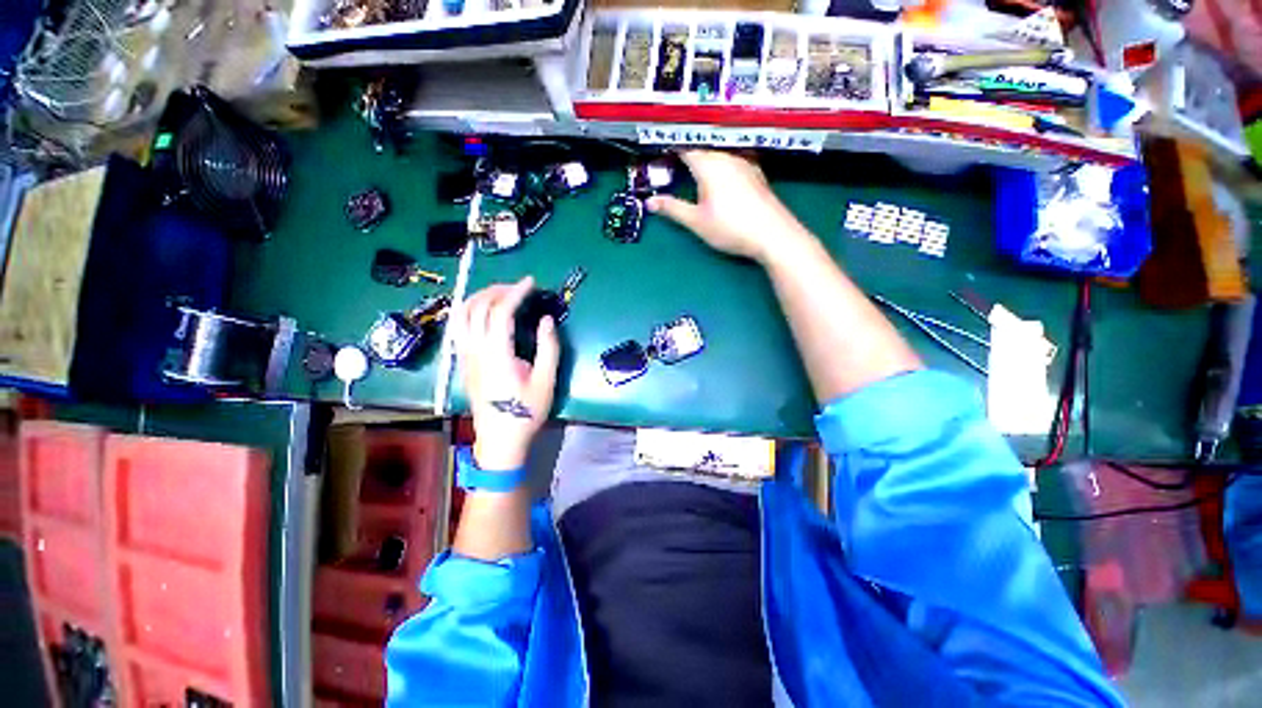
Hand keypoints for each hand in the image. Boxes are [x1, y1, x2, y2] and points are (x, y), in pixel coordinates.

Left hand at [453, 277, 559, 471]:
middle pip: (477, 307)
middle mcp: (475, 350)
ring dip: (479, 297)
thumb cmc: (526, 412)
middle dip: (498, 290)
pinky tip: (481, 312)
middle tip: (519, 287)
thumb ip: (548, 347)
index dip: (516, 292)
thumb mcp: (546, 381)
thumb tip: (546, 319)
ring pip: (461, 315)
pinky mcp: (463, 362)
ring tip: (499, 294)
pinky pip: (458, 328)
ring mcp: (465, 356)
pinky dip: (468, 311)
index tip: (531, 282)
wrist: (500, 440)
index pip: (501, 312)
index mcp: (497, 354)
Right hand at [646, 150, 805, 262]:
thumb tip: (650, 202)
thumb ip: (672, 209)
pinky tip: (719, 173)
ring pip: (718, 150)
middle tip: (672, 158)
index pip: (684, 146)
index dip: (670, 146)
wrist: (772, 234)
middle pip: (702, 145)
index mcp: (709, 164)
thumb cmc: (730, 227)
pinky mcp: (755, 171)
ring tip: (692, 164)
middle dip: (686, 149)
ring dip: (704, 154)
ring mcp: (744, 162)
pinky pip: (732, 157)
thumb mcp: (696, 221)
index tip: (658, 149)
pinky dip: (720, 161)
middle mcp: (727, 156)